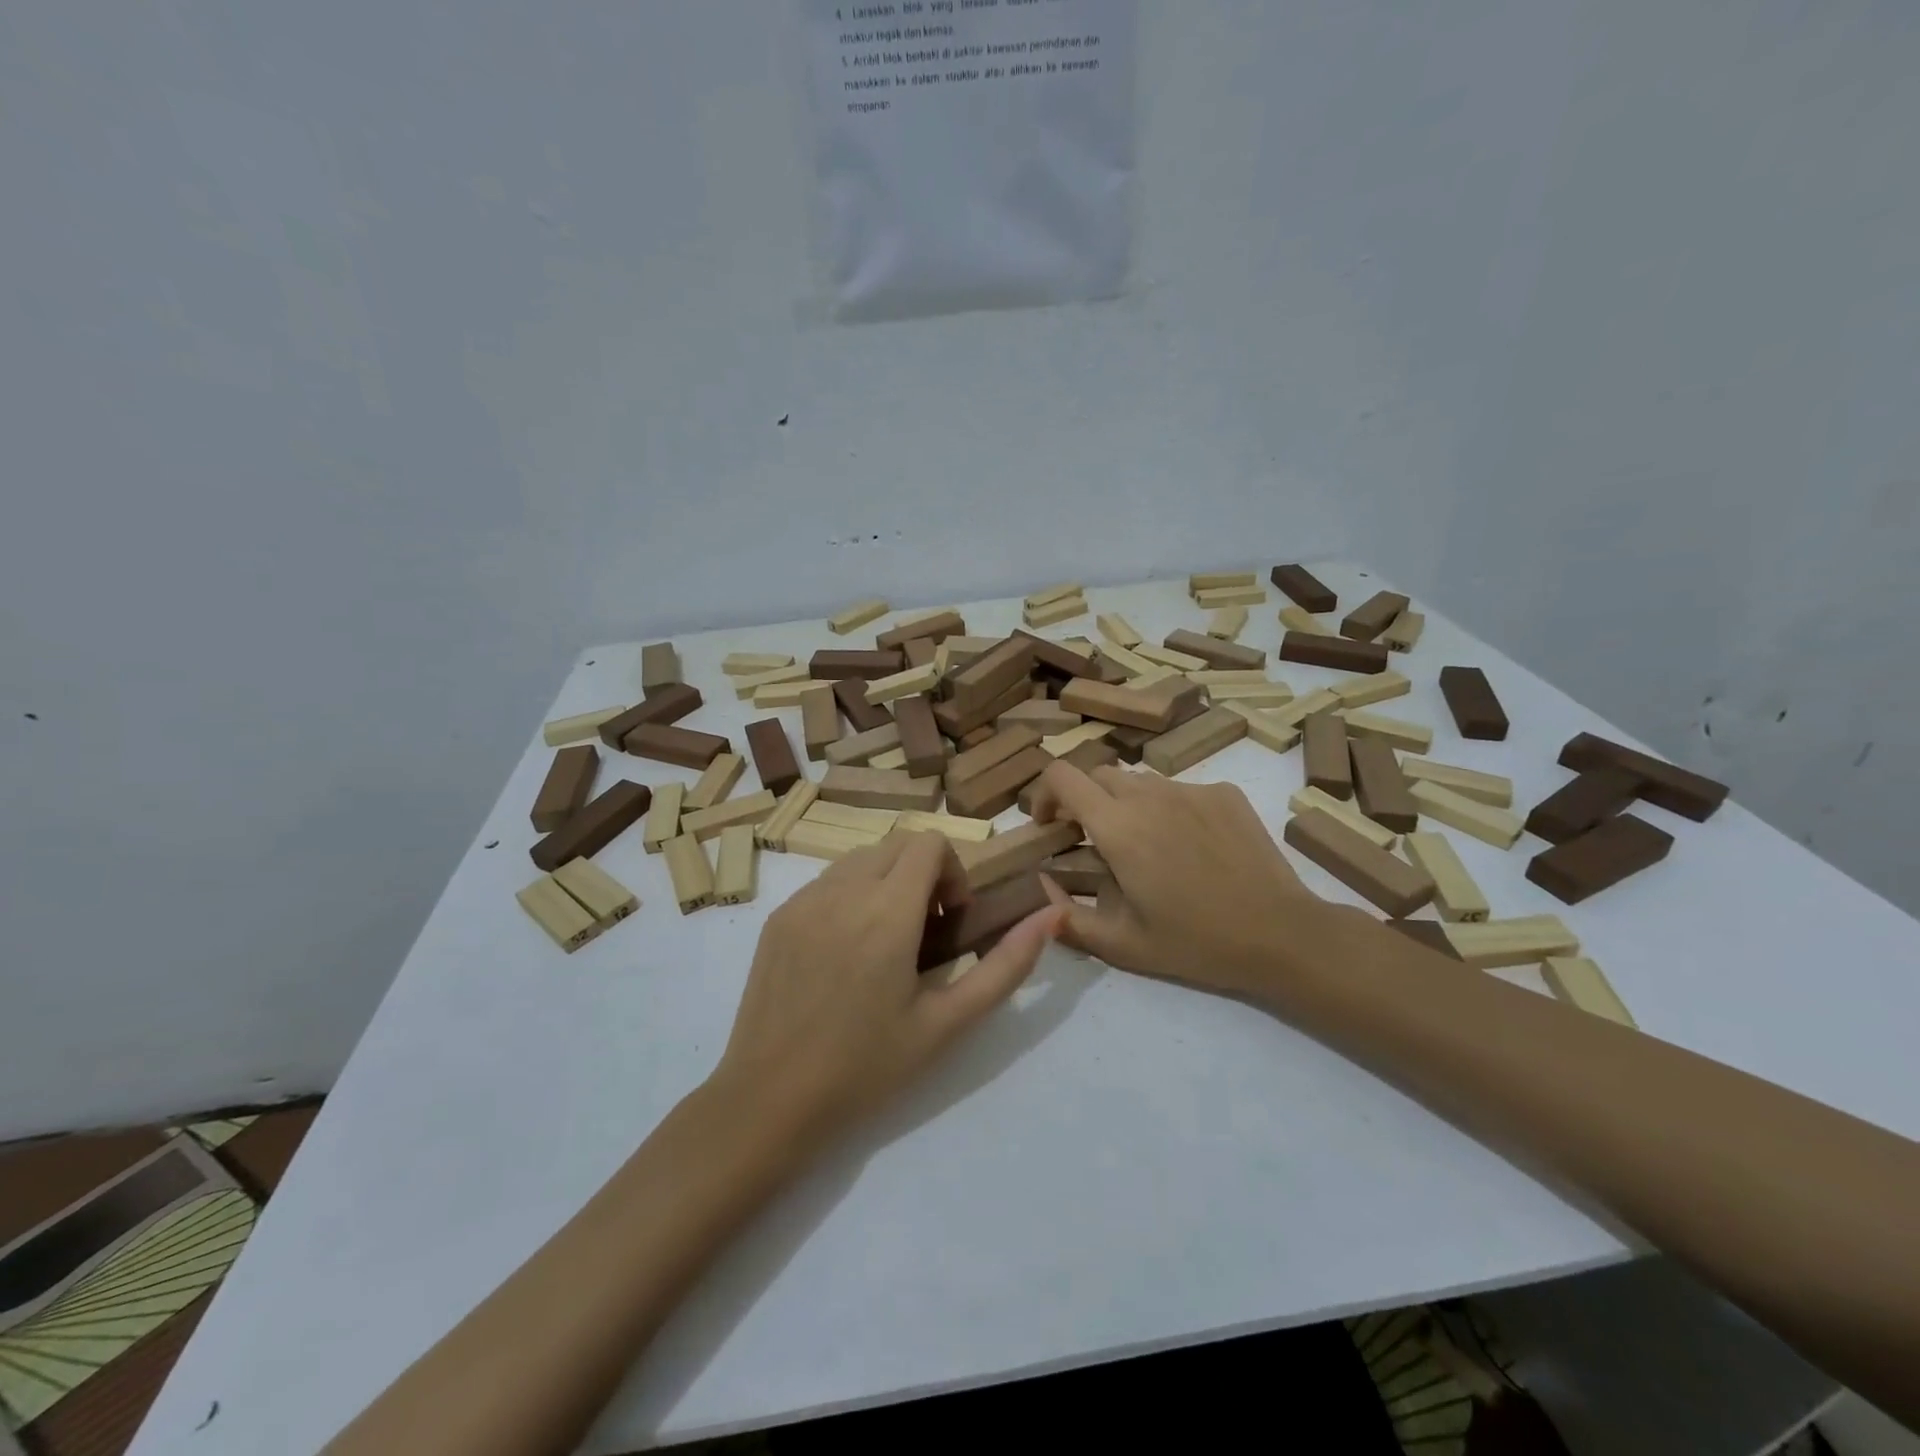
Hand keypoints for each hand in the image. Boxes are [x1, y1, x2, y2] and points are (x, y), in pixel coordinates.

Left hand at [713, 831, 1064, 1148]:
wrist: (768, 1101)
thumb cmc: (866, 1068)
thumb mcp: (947, 1023)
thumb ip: (1006, 965)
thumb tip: (1051, 915)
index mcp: (886, 912)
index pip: (930, 843)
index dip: (953, 873)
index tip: (951, 921)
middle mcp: (842, 891)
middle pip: (898, 843)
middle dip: (924, 873)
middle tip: (926, 932)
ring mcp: (803, 900)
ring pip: (861, 857)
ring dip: (887, 880)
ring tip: (886, 942)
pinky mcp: (779, 915)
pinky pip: (828, 881)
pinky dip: (852, 895)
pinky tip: (846, 953)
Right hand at [1027, 760, 1349, 1000]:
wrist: (1281, 934)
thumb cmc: (1196, 942)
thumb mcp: (1123, 946)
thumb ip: (1068, 919)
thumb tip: (1040, 890)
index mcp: (1118, 827)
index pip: (1062, 776)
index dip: (1044, 794)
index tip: (1049, 826)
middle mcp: (1150, 795)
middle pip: (1098, 774)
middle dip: (1084, 801)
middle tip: (1094, 841)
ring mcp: (1191, 789)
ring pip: (1140, 781)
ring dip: (1127, 805)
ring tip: (1146, 847)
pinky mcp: (1224, 793)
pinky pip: (1180, 789)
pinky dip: (1169, 809)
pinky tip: (1190, 847)